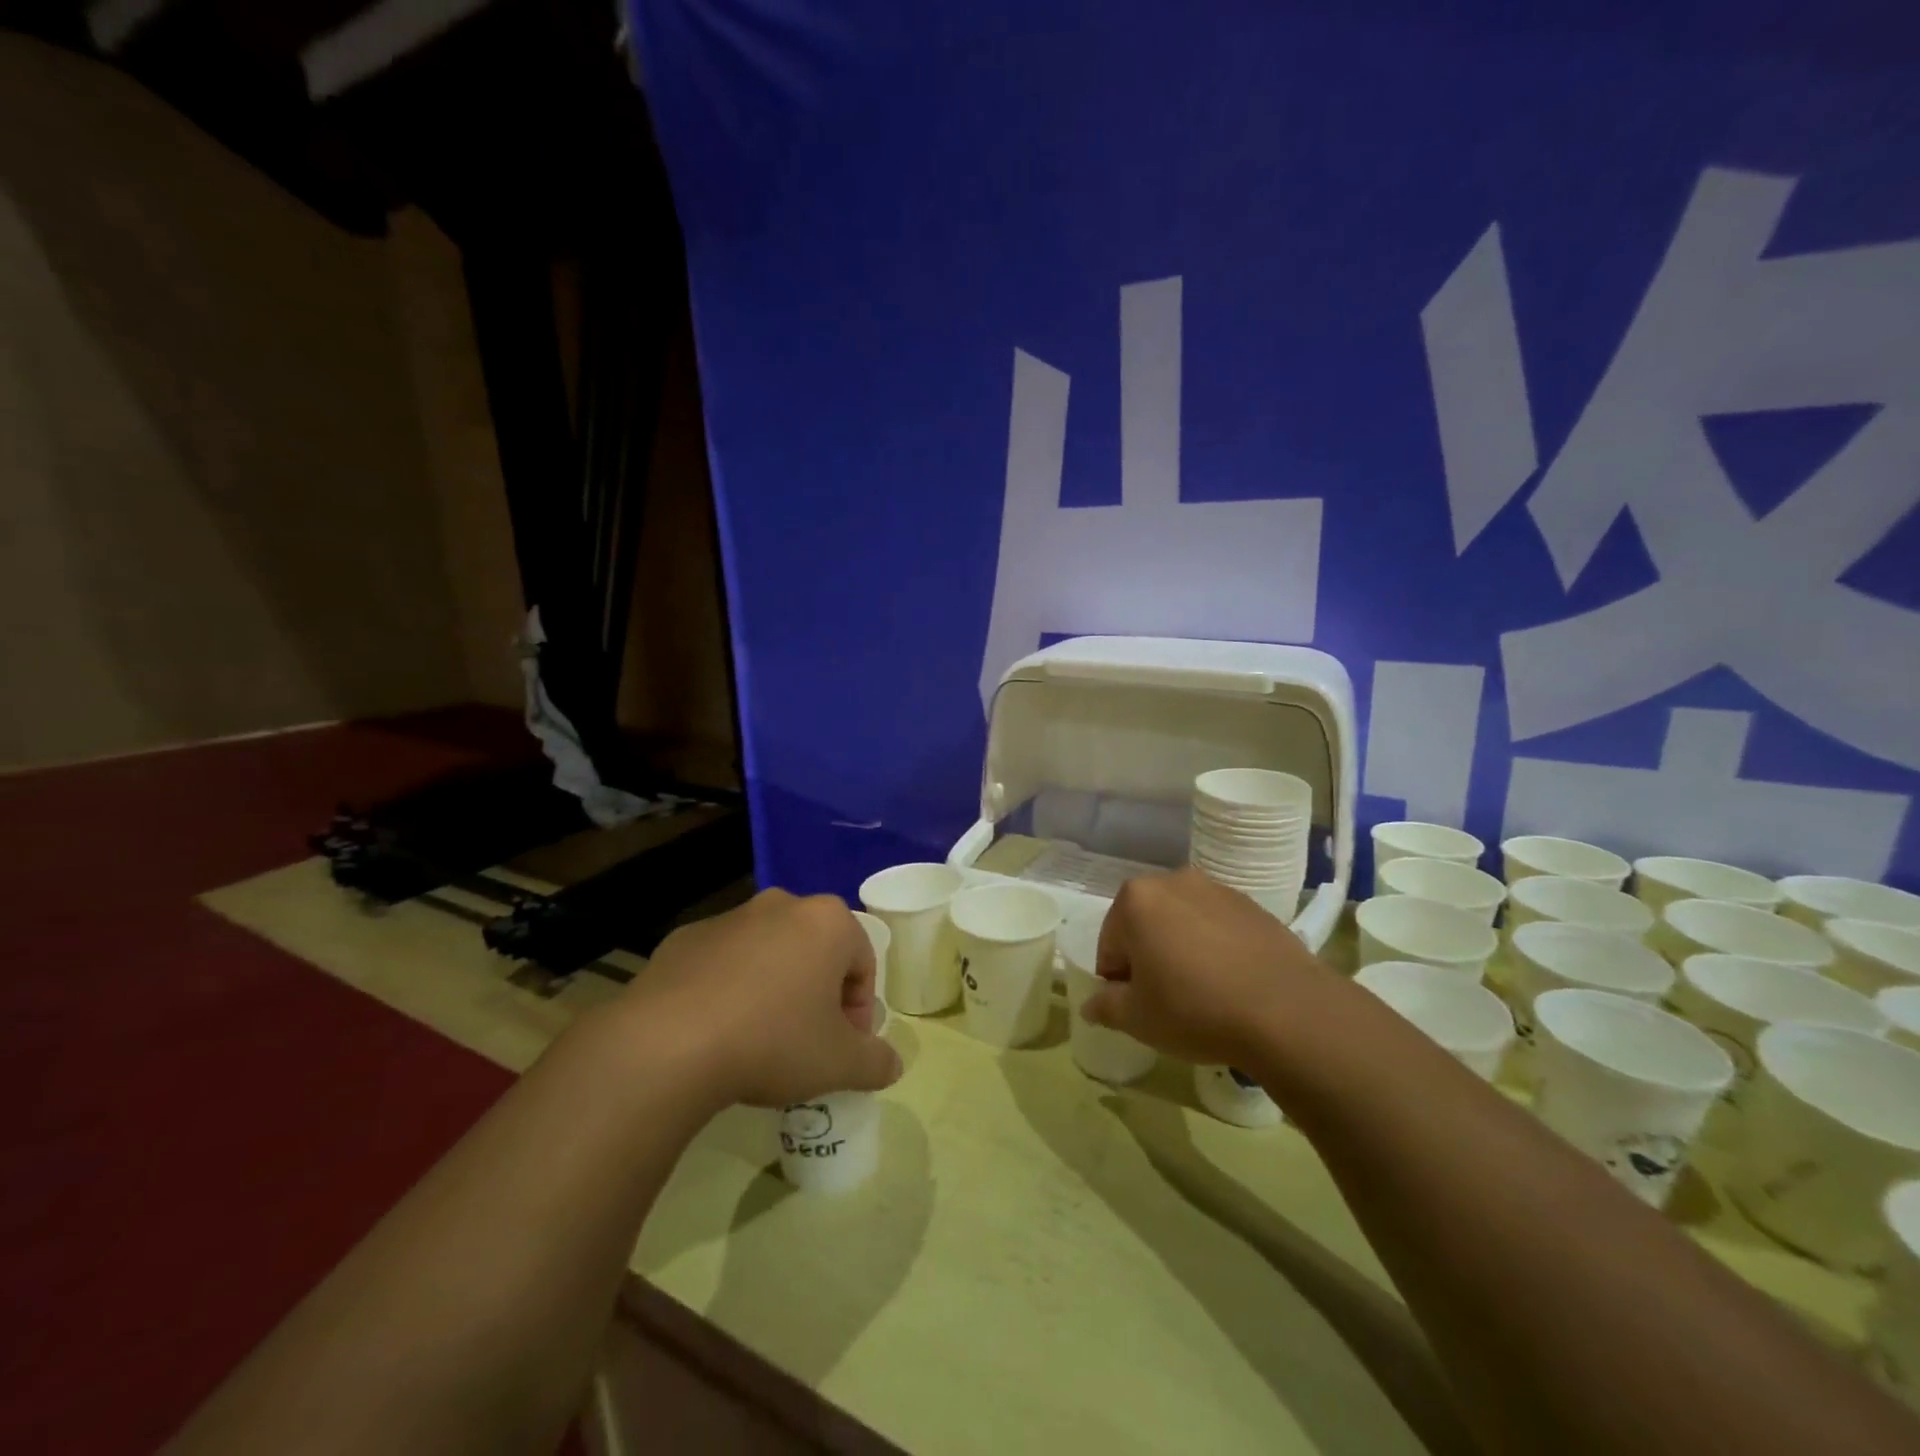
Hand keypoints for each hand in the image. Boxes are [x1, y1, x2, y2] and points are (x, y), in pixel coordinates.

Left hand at [615, 889, 902, 1108]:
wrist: (668, 1044)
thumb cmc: (773, 1041)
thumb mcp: (839, 1064)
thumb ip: (877, 1062)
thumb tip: (892, 1064)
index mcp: (828, 921)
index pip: (862, 964)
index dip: (858, 1011)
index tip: (842, 1049)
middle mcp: (782, 905)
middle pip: (816, 953)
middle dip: (817, 995)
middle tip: (805, 1044)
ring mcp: (730, 918)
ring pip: (768, 954)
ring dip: (773, 989)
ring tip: (757, 1042)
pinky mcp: (685, 937)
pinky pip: (723, 963)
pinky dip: (729, 990)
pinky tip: (715, 1033)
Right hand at [1080, 868, 1338, 1068]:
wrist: (1287, 1011)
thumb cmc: (1194, 1009)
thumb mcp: (1137, 1018)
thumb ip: (1105, 1006)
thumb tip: (1091, 1005)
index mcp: (1136, 899)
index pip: (1110, 943)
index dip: (1117, 979)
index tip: (1136, 1006)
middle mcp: (1174, 881)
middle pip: (1146, 925)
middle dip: (1149, 957)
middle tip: (1166, 1000)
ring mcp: (1218, 890)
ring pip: (1183, 923)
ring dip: (1183, 950)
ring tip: (1203, 994)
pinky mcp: (1254, 907)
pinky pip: (1219, 928)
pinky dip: (1216, 949)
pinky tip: (1232, 985)